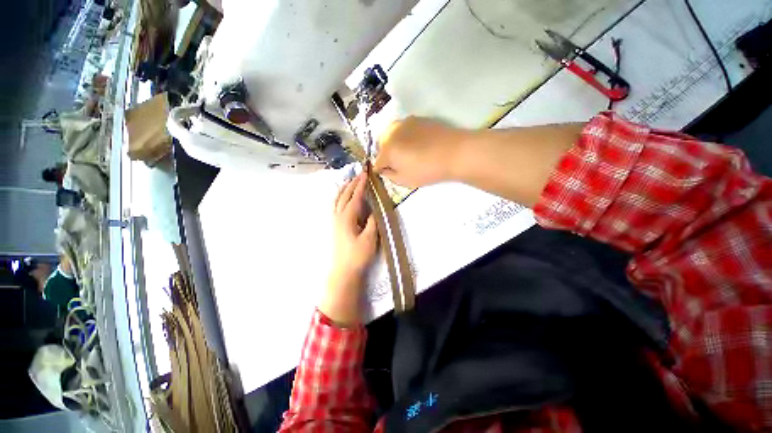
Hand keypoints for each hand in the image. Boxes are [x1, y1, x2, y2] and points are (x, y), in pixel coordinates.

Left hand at [320, 173, 378, 325]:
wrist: (344, 271)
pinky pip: (336, 206)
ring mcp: (335, 221)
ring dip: (344, 189)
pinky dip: (340, 197)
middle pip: (344, 195)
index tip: (366, 174)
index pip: (355, 197)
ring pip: (337, 200)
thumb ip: (372, 221)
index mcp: (347, 217)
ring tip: (350, 181)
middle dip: (352, 183)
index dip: (361, 185)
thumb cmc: (358, 255)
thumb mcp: (370, 238)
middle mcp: (338, 216)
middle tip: (359, 173)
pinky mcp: (335, 226)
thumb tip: (374, 208)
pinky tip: (343, 198)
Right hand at [374, 116, 470, 188]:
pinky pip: (404, 129)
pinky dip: (404, 136)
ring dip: (393, 143)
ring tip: (406, 152)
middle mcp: (392, 133)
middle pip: (381, 145)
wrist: (454, 152)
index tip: (388, 173)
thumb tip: (384, 169)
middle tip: (397, 163)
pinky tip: (416, 144)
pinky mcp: (417, 119)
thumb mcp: (405, 180)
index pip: (377, 162)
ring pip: (391, 134)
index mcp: (387, 150)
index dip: (381, 170)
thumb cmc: (427, 170)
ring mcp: (405, 123)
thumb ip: (390, 175)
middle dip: (385, 154)